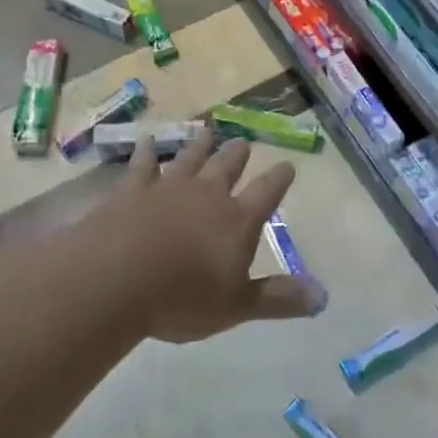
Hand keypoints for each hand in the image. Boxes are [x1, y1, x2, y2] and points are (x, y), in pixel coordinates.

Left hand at [96, 129, 323, 343]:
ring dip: (200, 145)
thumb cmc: (181, 298)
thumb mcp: (237, 307)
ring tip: (208, 131)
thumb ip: (278, 299)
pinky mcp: (132, 190)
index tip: (288, 165)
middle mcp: (207, 195)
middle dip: (238, 154)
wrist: (114, 280)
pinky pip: (143, 164)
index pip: (266, 192)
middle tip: (244, 143)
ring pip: (190, 157)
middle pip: (228, 166)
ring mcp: (168, 187)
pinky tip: (147, 141)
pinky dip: (146, 151)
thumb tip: (322, 298)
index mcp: (237, 221)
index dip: (279, 179)